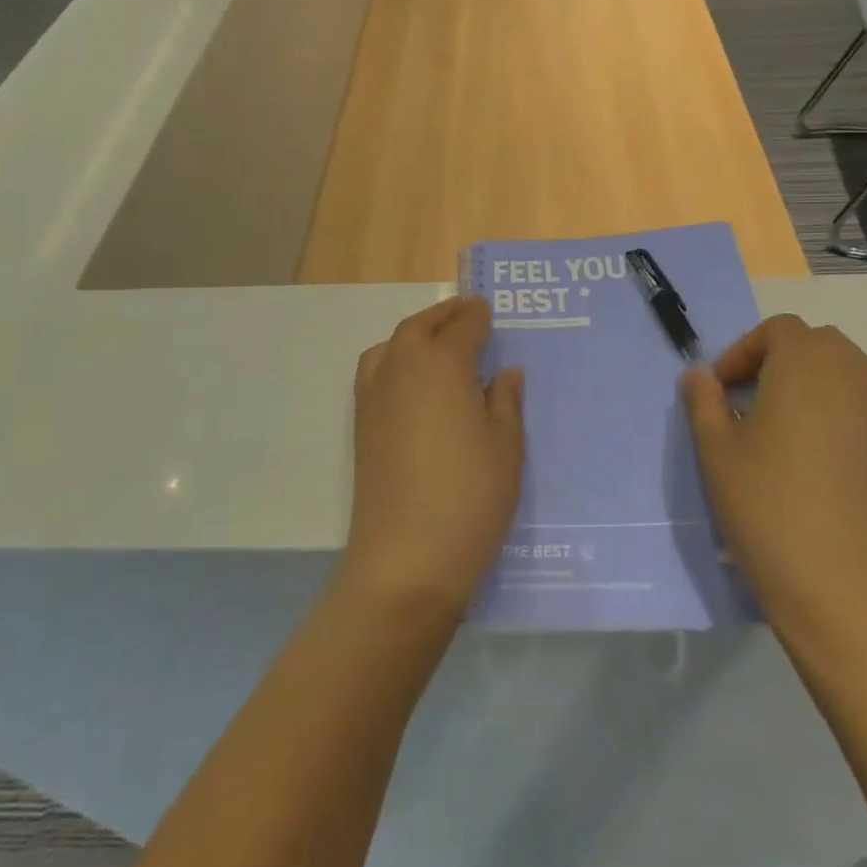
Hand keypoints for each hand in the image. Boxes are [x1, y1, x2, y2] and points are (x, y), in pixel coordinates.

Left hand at [340, 296, 525, 618]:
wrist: (407, 557)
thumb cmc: (471, 495)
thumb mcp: (506, 446)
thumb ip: (504, 401)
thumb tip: (505, 372)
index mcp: (442, 364)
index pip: (463, 327)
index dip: (477, 316)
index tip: (488, 309)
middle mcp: (402, 368)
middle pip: (420, 327)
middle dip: (444, 315)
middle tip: (465, 313)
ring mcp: (374, 396)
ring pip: (392, 345)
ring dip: (415, 333)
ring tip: (436, 342)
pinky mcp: (361, 424)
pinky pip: (376, 371)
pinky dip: (393, 359)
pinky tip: (411, 382)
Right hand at [681, 315, 866, 641]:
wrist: (850, 593)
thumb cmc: (769, 507)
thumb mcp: (715, 451)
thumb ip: (703, 400)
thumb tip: (699, 375)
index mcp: (808, 364)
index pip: (778, 330)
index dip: (745, 352)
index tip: (725, 391)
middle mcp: (863, 376)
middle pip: (822, 348)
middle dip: (786, 366)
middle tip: (758, 409)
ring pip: (858, 383)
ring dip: (825, 394)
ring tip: (800, 442)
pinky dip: (858, 431)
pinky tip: (840, 478)